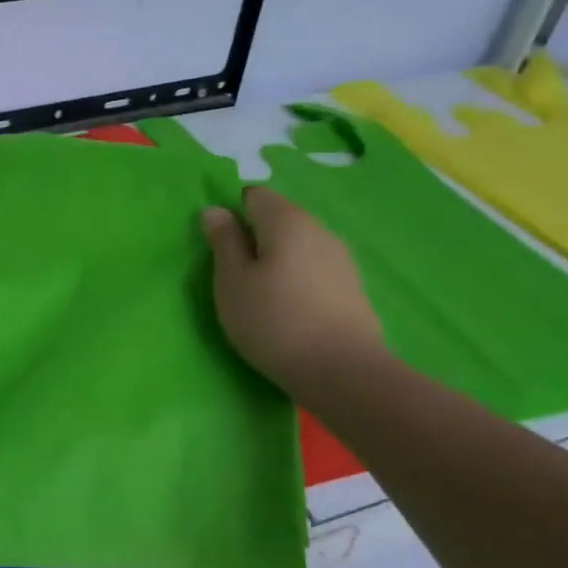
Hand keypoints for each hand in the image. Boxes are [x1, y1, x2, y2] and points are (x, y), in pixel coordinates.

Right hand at [202, 186, 385, 395]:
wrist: (343, 372)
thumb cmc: (273, 320)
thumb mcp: (232, 281)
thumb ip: (223, 241)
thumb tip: (216, 210)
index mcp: (286, 220)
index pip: (254, 195)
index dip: (232, 214)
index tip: (220, 247)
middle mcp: (318, 229)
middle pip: (278, 219)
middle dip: (254, 238)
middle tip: (234, 275)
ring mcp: (341, 258)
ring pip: (297, 246)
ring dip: (276, 260)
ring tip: (260, 295)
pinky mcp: (352, 288)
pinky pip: (314, 269)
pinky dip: (297, 280)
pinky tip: (289, 309)